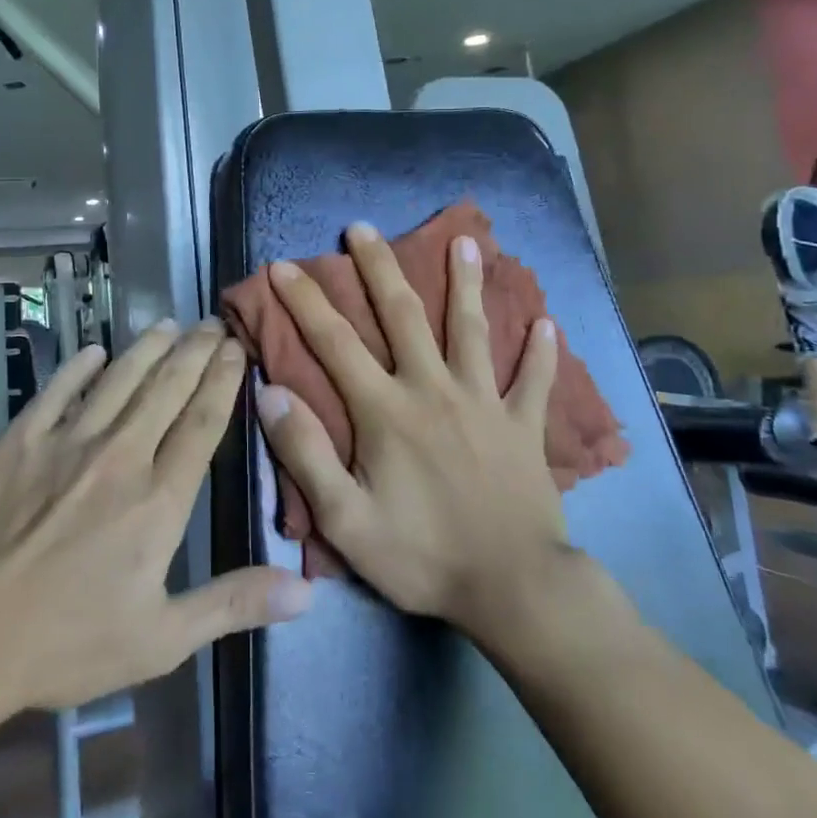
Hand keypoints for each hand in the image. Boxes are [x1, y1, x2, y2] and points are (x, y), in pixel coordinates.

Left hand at [0, 321, 311, 712]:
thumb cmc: (67, 643)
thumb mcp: (161, 639)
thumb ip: (233, 603)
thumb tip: (307, 590)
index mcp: (159, 499)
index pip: (203, 423)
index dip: (223, 381)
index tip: (237, 349)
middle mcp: (121, 455)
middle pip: (167, 389)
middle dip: (195, 352)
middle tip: (212, 324)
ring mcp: (68, 441)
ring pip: (119, 379)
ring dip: (147, 348)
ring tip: (169, 324)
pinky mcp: (22, 440)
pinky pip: (58, 391)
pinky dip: (79, 368)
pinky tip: (94, 352)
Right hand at [254, 224, 572, 640]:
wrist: (514, 590)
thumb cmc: (422, 555)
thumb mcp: (345, 520)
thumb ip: (306, 453)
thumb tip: (269, 392)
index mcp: (387, 410)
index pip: (335, 342)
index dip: (305, 301)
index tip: (283, 266)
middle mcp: (433, 389)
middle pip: (403, 315)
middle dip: (378, 267)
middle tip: (361, 227)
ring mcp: (485, 402)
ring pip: (472, 330)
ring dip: (467, 284)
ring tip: (465, 242)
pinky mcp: (524, 426)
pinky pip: (535, 381)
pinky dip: (541, 352)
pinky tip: (547, 321)